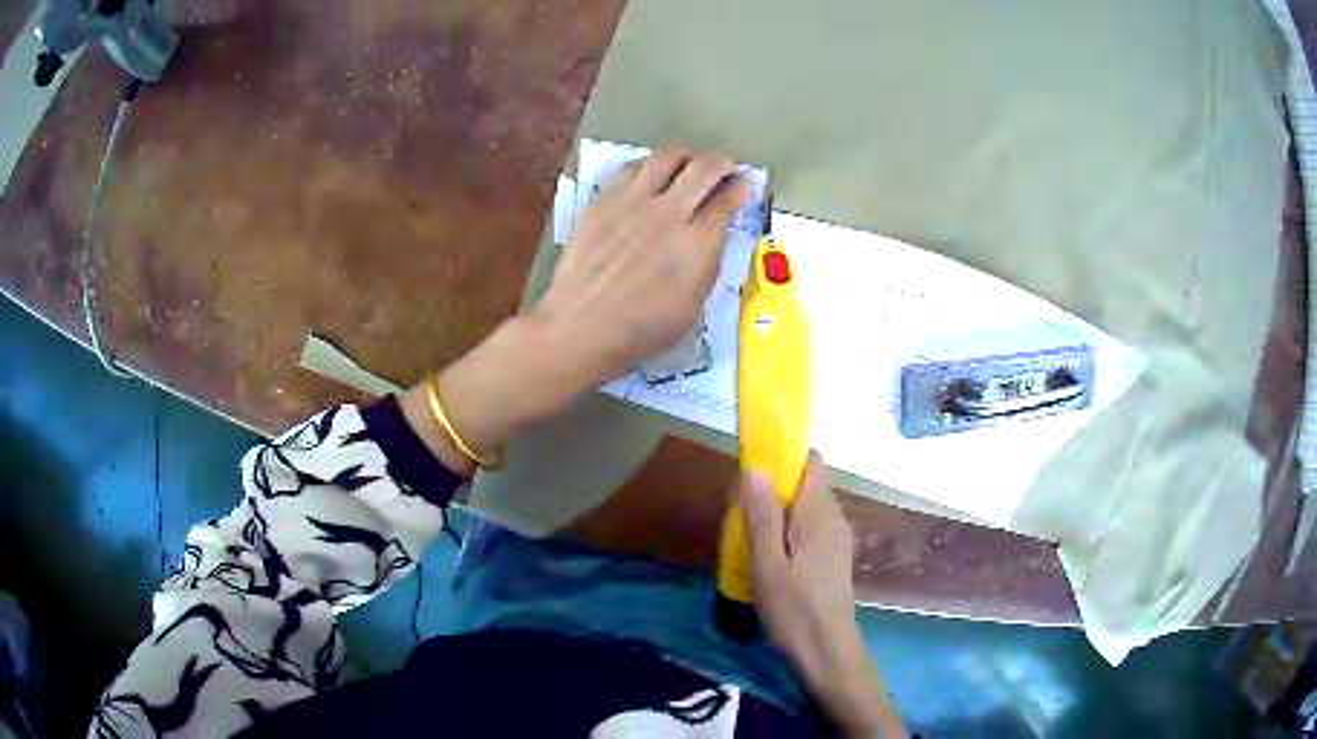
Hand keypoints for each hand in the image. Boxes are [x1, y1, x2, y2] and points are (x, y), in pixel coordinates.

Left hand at [534, 149, 748, 386]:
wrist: (581, 326)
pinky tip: (649, 175)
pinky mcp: (603, 201)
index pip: (727, 202)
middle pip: (702, 168)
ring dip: (685, 155)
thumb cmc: (642, 330)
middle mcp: (668, 213)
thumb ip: (707, 265)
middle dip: (721, 162)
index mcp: (697, 243)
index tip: (744, 185)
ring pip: (665, 157)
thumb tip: (712, 237)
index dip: (740, 189)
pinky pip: (631, 168)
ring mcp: (632, 202)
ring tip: (688, 162)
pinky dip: (648, 166)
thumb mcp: (692, 307)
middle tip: (724, 166)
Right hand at [741, 455, 905, 736]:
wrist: (827, 651)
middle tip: (740, 514)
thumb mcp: (767, 564)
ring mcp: (837, 539)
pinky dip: (789, 532)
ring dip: (779, 513)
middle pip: (806, 484)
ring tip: (749, 539)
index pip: (811, 462)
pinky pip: (811, 529)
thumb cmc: (794, 608)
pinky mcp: (834, 558)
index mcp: (819, 513)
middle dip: (774, 490)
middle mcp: (835, 518)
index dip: (783, 458)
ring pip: (807, 508)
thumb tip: (756, 468)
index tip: (752, 474)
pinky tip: (770, 559)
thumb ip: (762, 516)